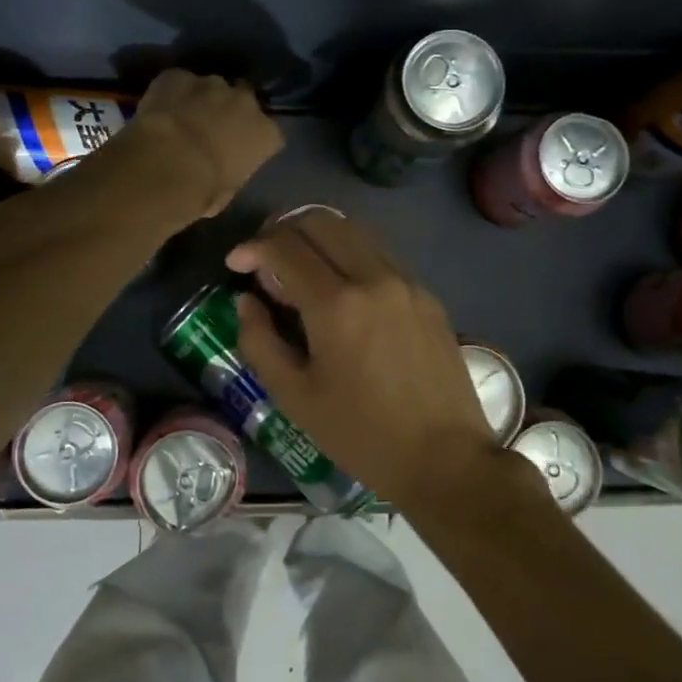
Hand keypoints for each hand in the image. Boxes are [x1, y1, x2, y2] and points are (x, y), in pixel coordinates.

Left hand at [122, 70, 283, 223]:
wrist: (165, 167)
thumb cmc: (203, 190)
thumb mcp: (227, 192)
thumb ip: (231, 172)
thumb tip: (221, 173)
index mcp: (266, 134)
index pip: (269, 133)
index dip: (253, 140)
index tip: (238, 151)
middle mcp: (246, 102)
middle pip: (244, 100)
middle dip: (231, 111)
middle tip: (211, 129)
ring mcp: (212, 84)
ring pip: (211, 88)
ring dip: (202, 100)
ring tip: (182, 119)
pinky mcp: (179, 76)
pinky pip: (179, 82)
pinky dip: (172, 93)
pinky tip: (160, 110)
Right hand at [225, 212, 506, 510]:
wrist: (446, 459)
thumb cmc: (361, 434)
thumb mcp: (295, 397)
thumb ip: (259, 341)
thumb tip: (245, 301)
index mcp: (337, 304)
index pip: (285, 247)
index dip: (252, 248)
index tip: (235, 265)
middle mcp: (374, 277)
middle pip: (321, 222)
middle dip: (283, 231)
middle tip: (265, 262)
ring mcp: (407, 282)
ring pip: (354, 232)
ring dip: (319, 239)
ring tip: (300, 271)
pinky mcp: (428, 295)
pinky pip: (380, 255)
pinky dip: (350, 256)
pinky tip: (342, 290)